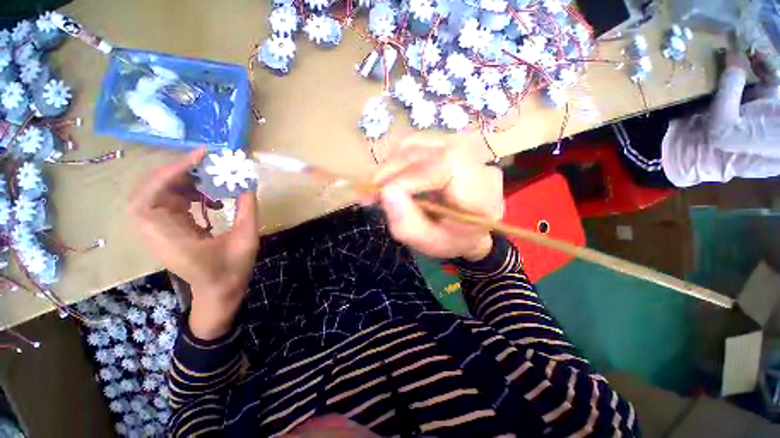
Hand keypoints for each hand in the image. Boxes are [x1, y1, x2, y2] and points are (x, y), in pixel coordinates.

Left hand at [128, 148, 258, 339]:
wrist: (219, 292)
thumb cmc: (232, 271)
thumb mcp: (246, 240)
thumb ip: (247, 210)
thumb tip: (247, 183)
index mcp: (169, 238)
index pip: (148, 198)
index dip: (169, 173)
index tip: (200, 157)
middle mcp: (155, 231)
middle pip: (149, 190)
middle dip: (177, 172)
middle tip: (208, 165)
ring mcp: (160, 230)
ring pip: (159, 193)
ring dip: (184, 181)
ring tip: (213, 180)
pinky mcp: (169, 229)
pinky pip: (171, 202)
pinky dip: (189, 193)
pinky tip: (211, 199)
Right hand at [371, 134, 503, 260]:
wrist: (469, 228)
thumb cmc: (452, 239)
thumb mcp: (429, 243)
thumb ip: (407, 224)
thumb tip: (385, 193)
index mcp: (480, 192)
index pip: (441, 167)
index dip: (406, 178)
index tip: (378, 198)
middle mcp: (475, 162)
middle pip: (426, 151)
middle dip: (390, 171)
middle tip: (370, 193)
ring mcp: (462, 148)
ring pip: (416, 143)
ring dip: (390, 165)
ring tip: (377, 187)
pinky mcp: (448, 145)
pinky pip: (415, 144)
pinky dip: (396, 160)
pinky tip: (390, 177)